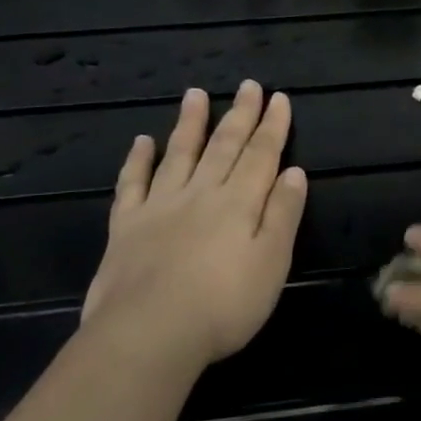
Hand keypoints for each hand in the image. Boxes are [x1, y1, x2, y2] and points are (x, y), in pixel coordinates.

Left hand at [82, 81, 306, 373]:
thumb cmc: (224, 305)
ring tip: (196, 94)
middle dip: (239, 114)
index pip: (261, 155)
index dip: (272, 126)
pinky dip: (138, 160)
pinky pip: (132, 184)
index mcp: (239, 202)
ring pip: (179, 154)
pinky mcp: (125, 227)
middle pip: (224, 146)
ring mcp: (160, 206)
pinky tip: (142, 141)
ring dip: (190, 123)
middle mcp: (201, 193)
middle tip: (248, 85)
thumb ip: (283, 214)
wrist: (148, 335)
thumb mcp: (272, 263)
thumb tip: (295, 172)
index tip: (279, 98)